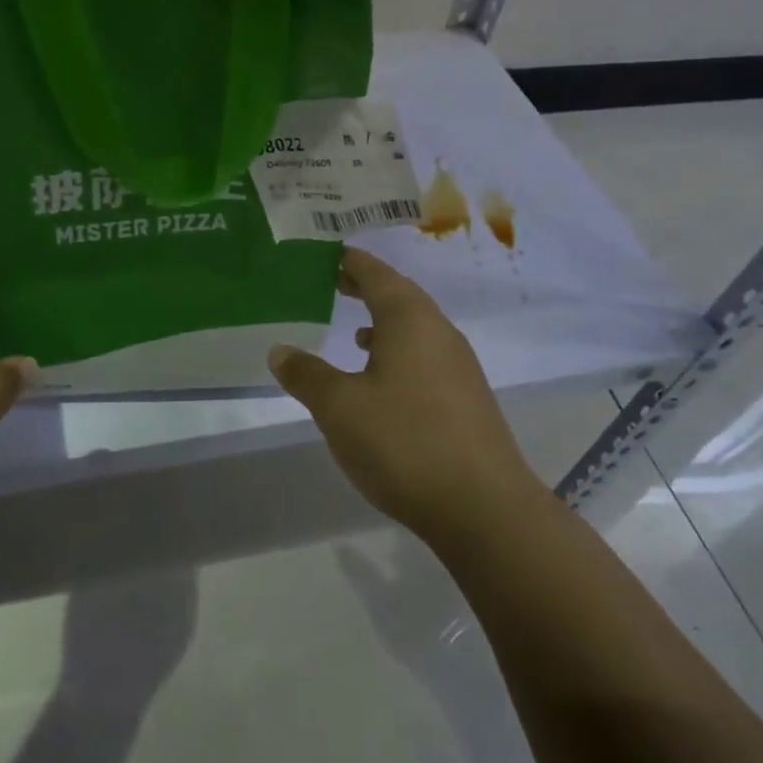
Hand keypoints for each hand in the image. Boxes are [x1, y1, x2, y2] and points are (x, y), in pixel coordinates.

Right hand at [268, 248, 540, 544]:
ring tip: (353, 332)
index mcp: (409, 319)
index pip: (376, 274)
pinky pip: (425, 358)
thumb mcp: (339, 407)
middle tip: (333, 283)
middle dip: (366, 288)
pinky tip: (381, 382)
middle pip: (399, 296)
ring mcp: (458, 366)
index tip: (327, 254)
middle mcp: (439, 332)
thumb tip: (279, 350)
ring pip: (415, 329)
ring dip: (384, 324)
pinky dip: (398, 354)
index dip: (350, 262)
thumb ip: (306, 374)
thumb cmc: (404, 442)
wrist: (483, 508)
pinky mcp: (466, 399)